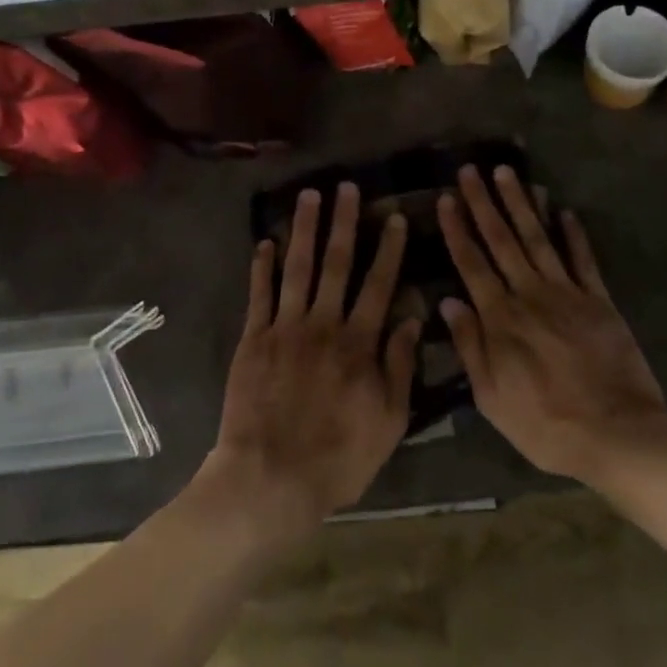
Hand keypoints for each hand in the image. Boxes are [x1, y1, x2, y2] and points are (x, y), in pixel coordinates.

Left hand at [201, 183, 419, 543]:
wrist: (270, 478)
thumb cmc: (337, 457)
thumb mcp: (387, 421)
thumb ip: (399, 366)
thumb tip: (412, 318)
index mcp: (358, 343)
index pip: (378, 285)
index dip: (388, 249)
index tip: (393, 216)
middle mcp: (323, 324)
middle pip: (336, 264)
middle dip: (343, 222)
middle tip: (345, 187)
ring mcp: (285, 328)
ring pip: (297, 268)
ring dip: (304, 229)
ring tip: (309, 196)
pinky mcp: (254, 339)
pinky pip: (259, 295)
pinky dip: (262, 266)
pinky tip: (265, 241)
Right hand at [438, 165, 666, 483]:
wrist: (618, 434)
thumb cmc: (546, 425)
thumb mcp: (492, 399)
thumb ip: (470, 346)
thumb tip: (448, 301)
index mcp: (500, 318)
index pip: (471, 263)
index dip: (457, 229)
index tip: (446, 197)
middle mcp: (530, 295)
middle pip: (502, 240)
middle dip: (484, 202)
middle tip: (472, 169)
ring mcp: (567, 293)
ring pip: (538, 239)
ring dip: (521, 204)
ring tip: (508, 173)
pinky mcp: (600, 301)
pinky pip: (583, 260)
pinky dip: (574, 234)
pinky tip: (565, 211)